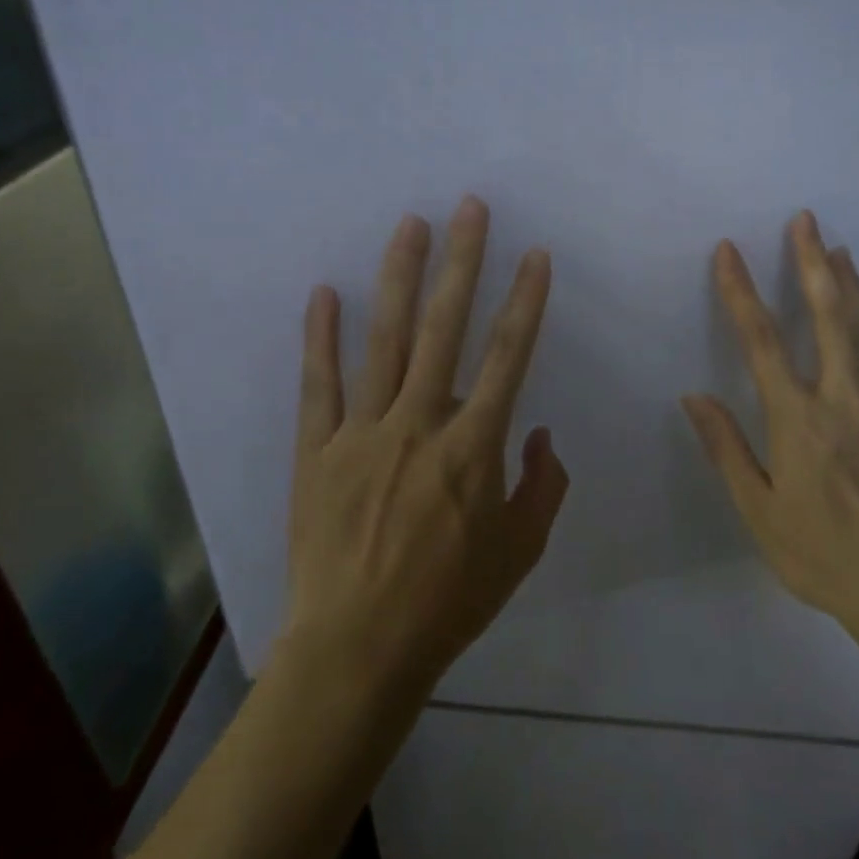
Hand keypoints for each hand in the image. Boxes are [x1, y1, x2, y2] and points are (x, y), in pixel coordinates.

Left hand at [285, 197, 568, 692]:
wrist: (357, 650)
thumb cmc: (448, 602)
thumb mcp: (520, 551)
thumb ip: (541, 486)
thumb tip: (538, 433)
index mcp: (473, 447)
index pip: (508, 356)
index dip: (525, 301)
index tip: (535, 256)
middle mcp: (419, 423)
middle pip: (446, 327)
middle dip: (463, 262)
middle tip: (470, 208)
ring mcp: (362, 432)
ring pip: (386, 339)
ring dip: (400, 277)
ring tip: (410, 225)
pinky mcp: (317, 449)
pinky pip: (319, 383)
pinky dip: (321, 336)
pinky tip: (325, 292)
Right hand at [682, 211, 858, 639]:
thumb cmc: (824, 555)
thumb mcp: (760, 511)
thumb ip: (726, 448)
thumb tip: (694, 397)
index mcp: (800, 420)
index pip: (762, 341)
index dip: (741, 292)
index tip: (729, 251)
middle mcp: (844, 399)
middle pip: (828, 315)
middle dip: (812, 263)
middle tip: (806, 220)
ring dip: (848, 285)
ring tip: (839, 249)